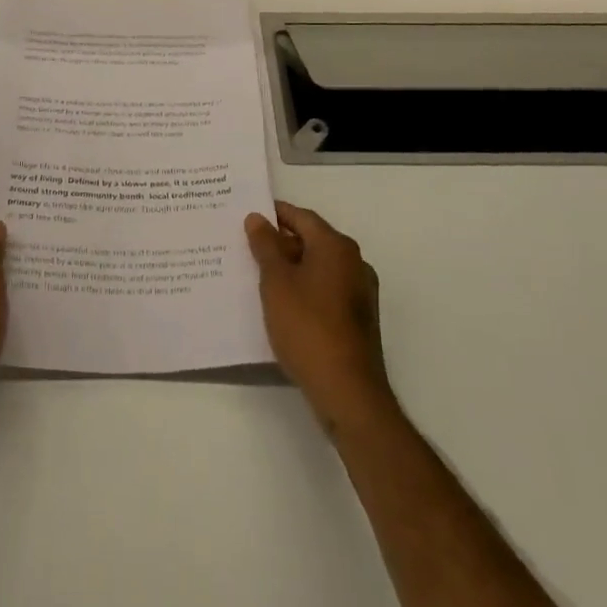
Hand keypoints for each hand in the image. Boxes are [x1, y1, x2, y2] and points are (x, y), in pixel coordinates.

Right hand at [245, 201, 393, 431]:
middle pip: (312, 241)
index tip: (247, 216)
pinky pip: (326, 291)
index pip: (301, 217)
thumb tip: (257, 218)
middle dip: (280, 243)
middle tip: (246, 247)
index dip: (274, 214)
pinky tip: (282, 305)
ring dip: (291, 268)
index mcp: (336, 247)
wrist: (347, 392)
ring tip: (258, 276)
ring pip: (318, 268)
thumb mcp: (276, 282)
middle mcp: (354, 263)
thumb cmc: (307, 326)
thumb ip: (265, 246)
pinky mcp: (358, 320)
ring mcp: (360, 293)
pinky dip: (304, 290)